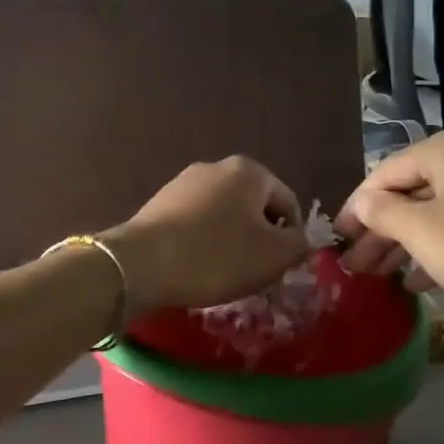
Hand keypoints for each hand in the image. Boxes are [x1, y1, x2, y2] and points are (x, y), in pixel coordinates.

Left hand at [103, 157, 307, 312]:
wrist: (141, 264)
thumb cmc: (217, 256)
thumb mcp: (273, 256)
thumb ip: (300, 245)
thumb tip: (302, 240)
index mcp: (249, 171)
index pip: (288, 203)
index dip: (292, 238)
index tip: (281, 268)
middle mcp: (215, 167)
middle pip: (253, 208)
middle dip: (259, 240)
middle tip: (256, 275)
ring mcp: (182, 183)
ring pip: (223, 217)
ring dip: (231, 243)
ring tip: (224, 275)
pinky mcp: (158, 204)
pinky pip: (195, 224)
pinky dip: (203, 244)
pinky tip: (196, 268)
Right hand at [334, 127, 443, 326]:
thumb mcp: (423, 233)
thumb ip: (382, 212)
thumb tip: (362, 203)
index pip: (386, 173)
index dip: (355, 209)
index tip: (335, 241)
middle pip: (412, 191)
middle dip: (380, 230)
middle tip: (354, 265)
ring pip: (437, 210)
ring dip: (406, 243)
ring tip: (381, 276)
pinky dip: (439, 247)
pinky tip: (420, 280)